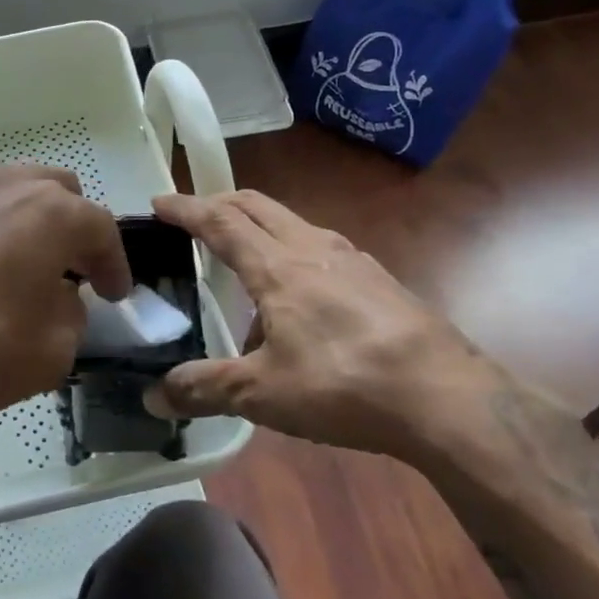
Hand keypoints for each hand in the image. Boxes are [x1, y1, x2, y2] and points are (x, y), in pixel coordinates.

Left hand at [0, 166, 130, 470]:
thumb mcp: (50, 353)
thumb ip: (71, 317)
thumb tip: (60, 301)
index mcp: (48, 212)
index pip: (100, 227)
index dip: (114, 263)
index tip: (115, 294)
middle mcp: (0, 185)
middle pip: (53, 190)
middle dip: (70, 227)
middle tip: (67, 270)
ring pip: (1, 192)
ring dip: (19, 224)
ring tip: (12, 268)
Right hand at [147, 190, 502, 459]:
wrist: (447, 397)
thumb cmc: (343, 385)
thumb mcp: (262, 393)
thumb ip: (205, 389)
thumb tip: (152, 396)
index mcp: (277, 267)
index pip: (220, 222)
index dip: (186, 209)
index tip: (159, 200)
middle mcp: (313, 249)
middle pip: (258, 206)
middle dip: (221, 203)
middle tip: (196, 216)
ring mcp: (353, 260)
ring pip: (294, 224)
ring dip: (261, 227)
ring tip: (248, 263)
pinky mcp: (381, 280)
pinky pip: (324, 250)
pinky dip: (296, 254)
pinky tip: (304, 300)